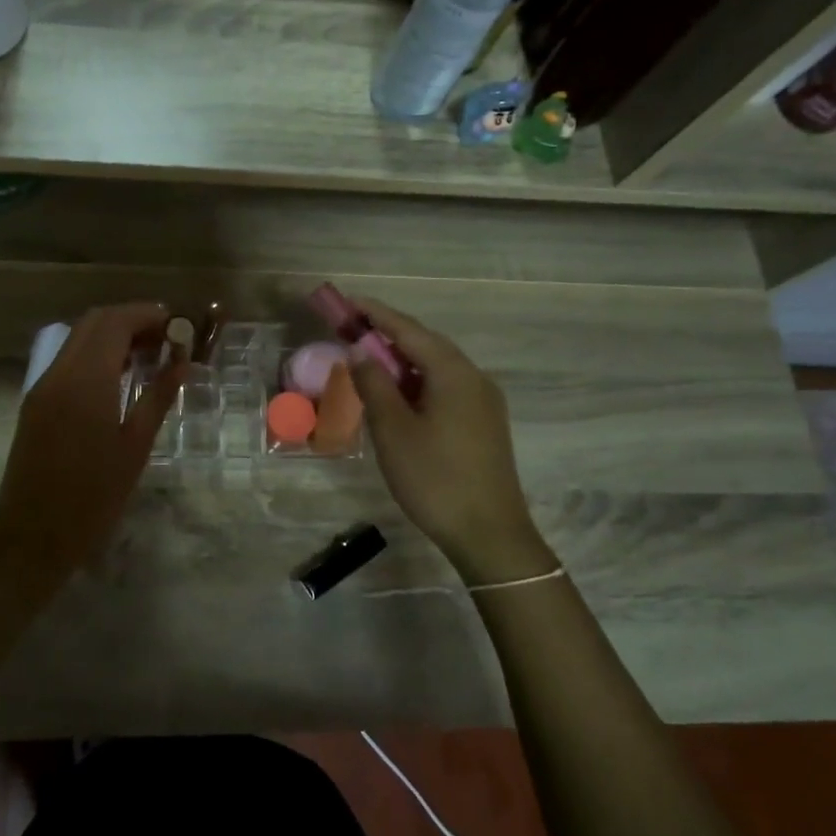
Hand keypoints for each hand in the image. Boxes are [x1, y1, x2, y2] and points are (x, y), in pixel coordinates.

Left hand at [0, 303, 181, 585]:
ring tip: (149, 356)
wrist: (33, 536)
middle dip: (130, 320)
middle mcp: (59, 373)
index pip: (115, 323)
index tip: (177, 325)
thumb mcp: (135, 446)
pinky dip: (95, 355)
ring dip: (112, 336)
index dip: (147, 315)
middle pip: (94, 322)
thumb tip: (182, 362)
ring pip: (77, 339)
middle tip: (165, 338)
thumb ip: (158, 397)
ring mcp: (42, 387)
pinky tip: (118, 377)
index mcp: (86, 380)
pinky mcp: (35, 403)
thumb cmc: (93, 497)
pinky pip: (67, 361)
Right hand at [345, 294, 542, 576]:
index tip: (347, 301)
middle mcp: (474, 378)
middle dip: (387, 335)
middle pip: (426, 344)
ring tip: (367, 361)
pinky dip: (415, 383)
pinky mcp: (483, 423)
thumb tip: (360, 352)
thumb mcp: (393, 430)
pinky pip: (444, 388)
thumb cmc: (435, 478)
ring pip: (436, 368)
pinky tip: (397, 396)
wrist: (489, 534)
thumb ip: (374, 384)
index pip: (409, 330)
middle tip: (351, 329)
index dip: (375, 314)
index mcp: (454, 373)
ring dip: (401, 361)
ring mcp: (483, 402)